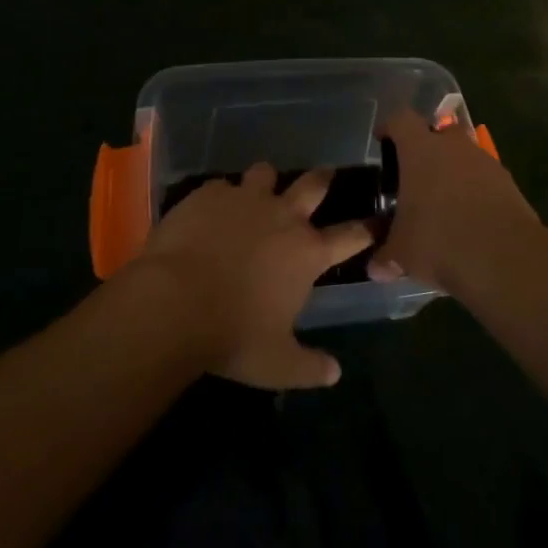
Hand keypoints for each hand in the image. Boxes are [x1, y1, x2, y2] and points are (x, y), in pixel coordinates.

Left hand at [137, 164, 371, 389]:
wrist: (173, 303)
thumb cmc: (232, 335)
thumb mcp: (276, 364)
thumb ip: (309, 367)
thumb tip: (335, 374)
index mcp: (307, 252)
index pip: (351, 235)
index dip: (367, 228)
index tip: (375, 221)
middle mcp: (283, 216)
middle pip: (313, 184)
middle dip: (323, 178)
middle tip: (325, 175)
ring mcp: (245, 199)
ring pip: (265, 173)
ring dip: (266, 181)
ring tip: (259, 189)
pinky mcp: (209, 194)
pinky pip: (220, 186)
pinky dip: (219, 196)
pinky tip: (209, 211)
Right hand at [371, 108, 539, 292]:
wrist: (503, 256)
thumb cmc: (439, 241)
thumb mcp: (402, 253)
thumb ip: (386, 255)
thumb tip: (375, 267)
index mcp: (420, 150)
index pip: (401, 120)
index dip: (389, 127)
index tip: (382, 140)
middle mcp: (453, 146)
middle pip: (437, 132)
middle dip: (426, 148)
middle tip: (414, 175)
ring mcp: (485, 161)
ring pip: (463, 155)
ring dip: (453, 171)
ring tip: (443, 202)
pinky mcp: (508, 182)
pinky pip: (484, 178)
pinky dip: (474, 190)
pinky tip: (469, 218)